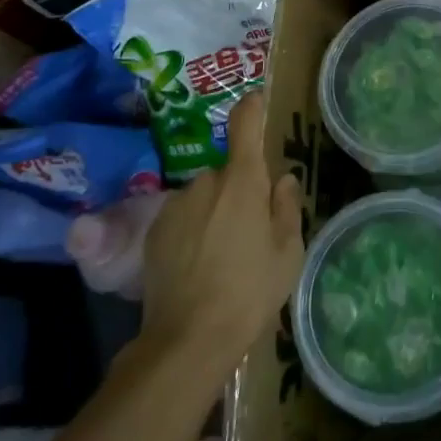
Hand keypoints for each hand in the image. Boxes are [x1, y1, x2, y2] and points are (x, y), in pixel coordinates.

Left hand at [134, 92, 304, 365]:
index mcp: (242, 182)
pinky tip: (198, 265)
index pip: (246, 124)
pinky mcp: (153, 232)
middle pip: (228, 172)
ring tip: (222, 255)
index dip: (253, 107)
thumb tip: (282, 179)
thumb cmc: (250, 292)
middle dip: (239, 190)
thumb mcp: (287, 252)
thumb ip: (286, 207)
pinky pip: (182, 216)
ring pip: (203, 196)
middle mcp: (205, 182)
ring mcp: (174, 206)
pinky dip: (192, 229)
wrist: (187, 340)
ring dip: (214, 211)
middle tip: (251, 229)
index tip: (258, 100)